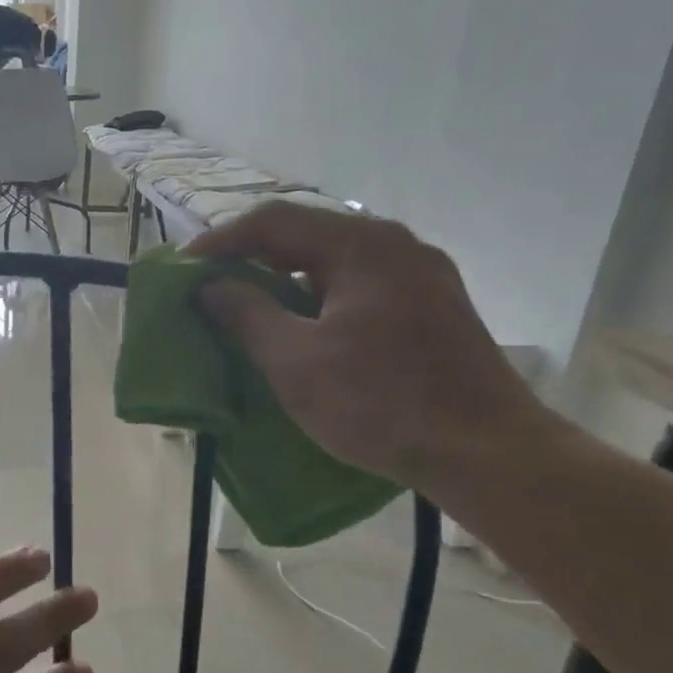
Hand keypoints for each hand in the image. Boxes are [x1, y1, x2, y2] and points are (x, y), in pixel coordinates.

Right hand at [187, 201, 549, 491]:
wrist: (487, 451)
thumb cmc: (380, 403)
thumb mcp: (296, 362)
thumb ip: (247, 315)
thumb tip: (212, 287)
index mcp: (361, 246)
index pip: (274, 220)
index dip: (221, 241)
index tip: (185, 269)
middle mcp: (396, 245)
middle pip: (308, 235)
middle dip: (253, 258)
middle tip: (214, 285)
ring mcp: (422, 275)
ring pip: (336, 262)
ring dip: (287, 280)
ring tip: (252, 307)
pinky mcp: (435, 306)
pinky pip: (361, 286)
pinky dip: (321, 298)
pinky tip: (306, 328)